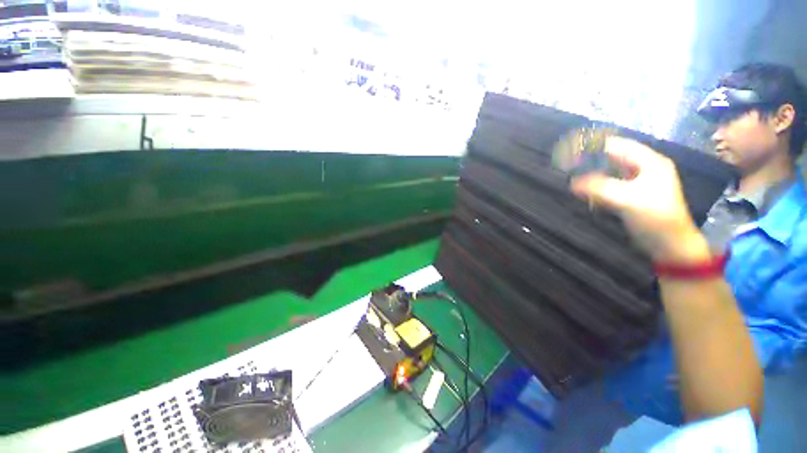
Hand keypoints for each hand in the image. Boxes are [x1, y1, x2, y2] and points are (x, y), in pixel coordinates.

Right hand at [570, 136, 709, 262]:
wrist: (669, 244)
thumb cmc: (655, 218)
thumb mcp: (627, 200)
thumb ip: (599, 188)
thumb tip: (572, 182)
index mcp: (649, 162)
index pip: (618, 146)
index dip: (595, 146)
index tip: (572, 150)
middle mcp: (643, 169)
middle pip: (612, 158)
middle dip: (591, 161)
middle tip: (568, 165)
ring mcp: (637, 183)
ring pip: (609, 172)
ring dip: (591, 174)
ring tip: (572, 177)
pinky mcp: (630, 196)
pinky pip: (608, 186)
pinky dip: (595, 187)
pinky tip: (583, 191)